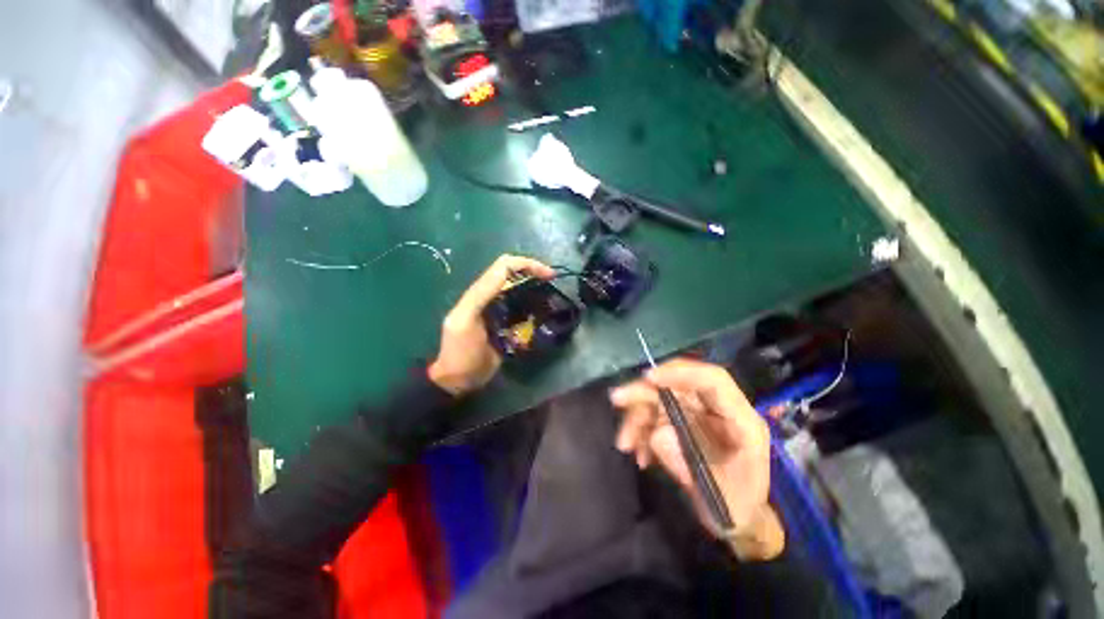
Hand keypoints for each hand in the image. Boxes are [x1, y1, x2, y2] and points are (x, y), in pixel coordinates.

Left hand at [428, 255, 555, 395]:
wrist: (459, 380)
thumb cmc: (461, 352)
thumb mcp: (464, 321)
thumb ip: (480, 296)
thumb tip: (505, 274)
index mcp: (480, 293)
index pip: (504, 267)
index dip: (527, 264)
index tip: (549, 275)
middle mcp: (491, 297)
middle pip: (515, 276)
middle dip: (535, 275)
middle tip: (553, 285)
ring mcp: (500, 311)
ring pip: (521, 292)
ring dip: (536, 291)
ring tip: (551, 299)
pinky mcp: (506, 325)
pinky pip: (523, 311)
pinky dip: (535, 309)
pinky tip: (543, 315)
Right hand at [609, 358, 783, 559]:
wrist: (735, 519)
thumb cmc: (737, 507)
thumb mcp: (720, 494)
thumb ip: (688, 463)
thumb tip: (657, 434)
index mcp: (739, 420)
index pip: (712, 380)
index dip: (681, 373)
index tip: (649, 378)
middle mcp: (715, 410)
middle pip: (678, 385)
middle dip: (645, 391)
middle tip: (617, 398)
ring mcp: (695, 415)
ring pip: (660, 399)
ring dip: (637, 416)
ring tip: (625, 443)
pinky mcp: (679, 423)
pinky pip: (653, 416)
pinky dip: (640, 431)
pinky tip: (639, 454)